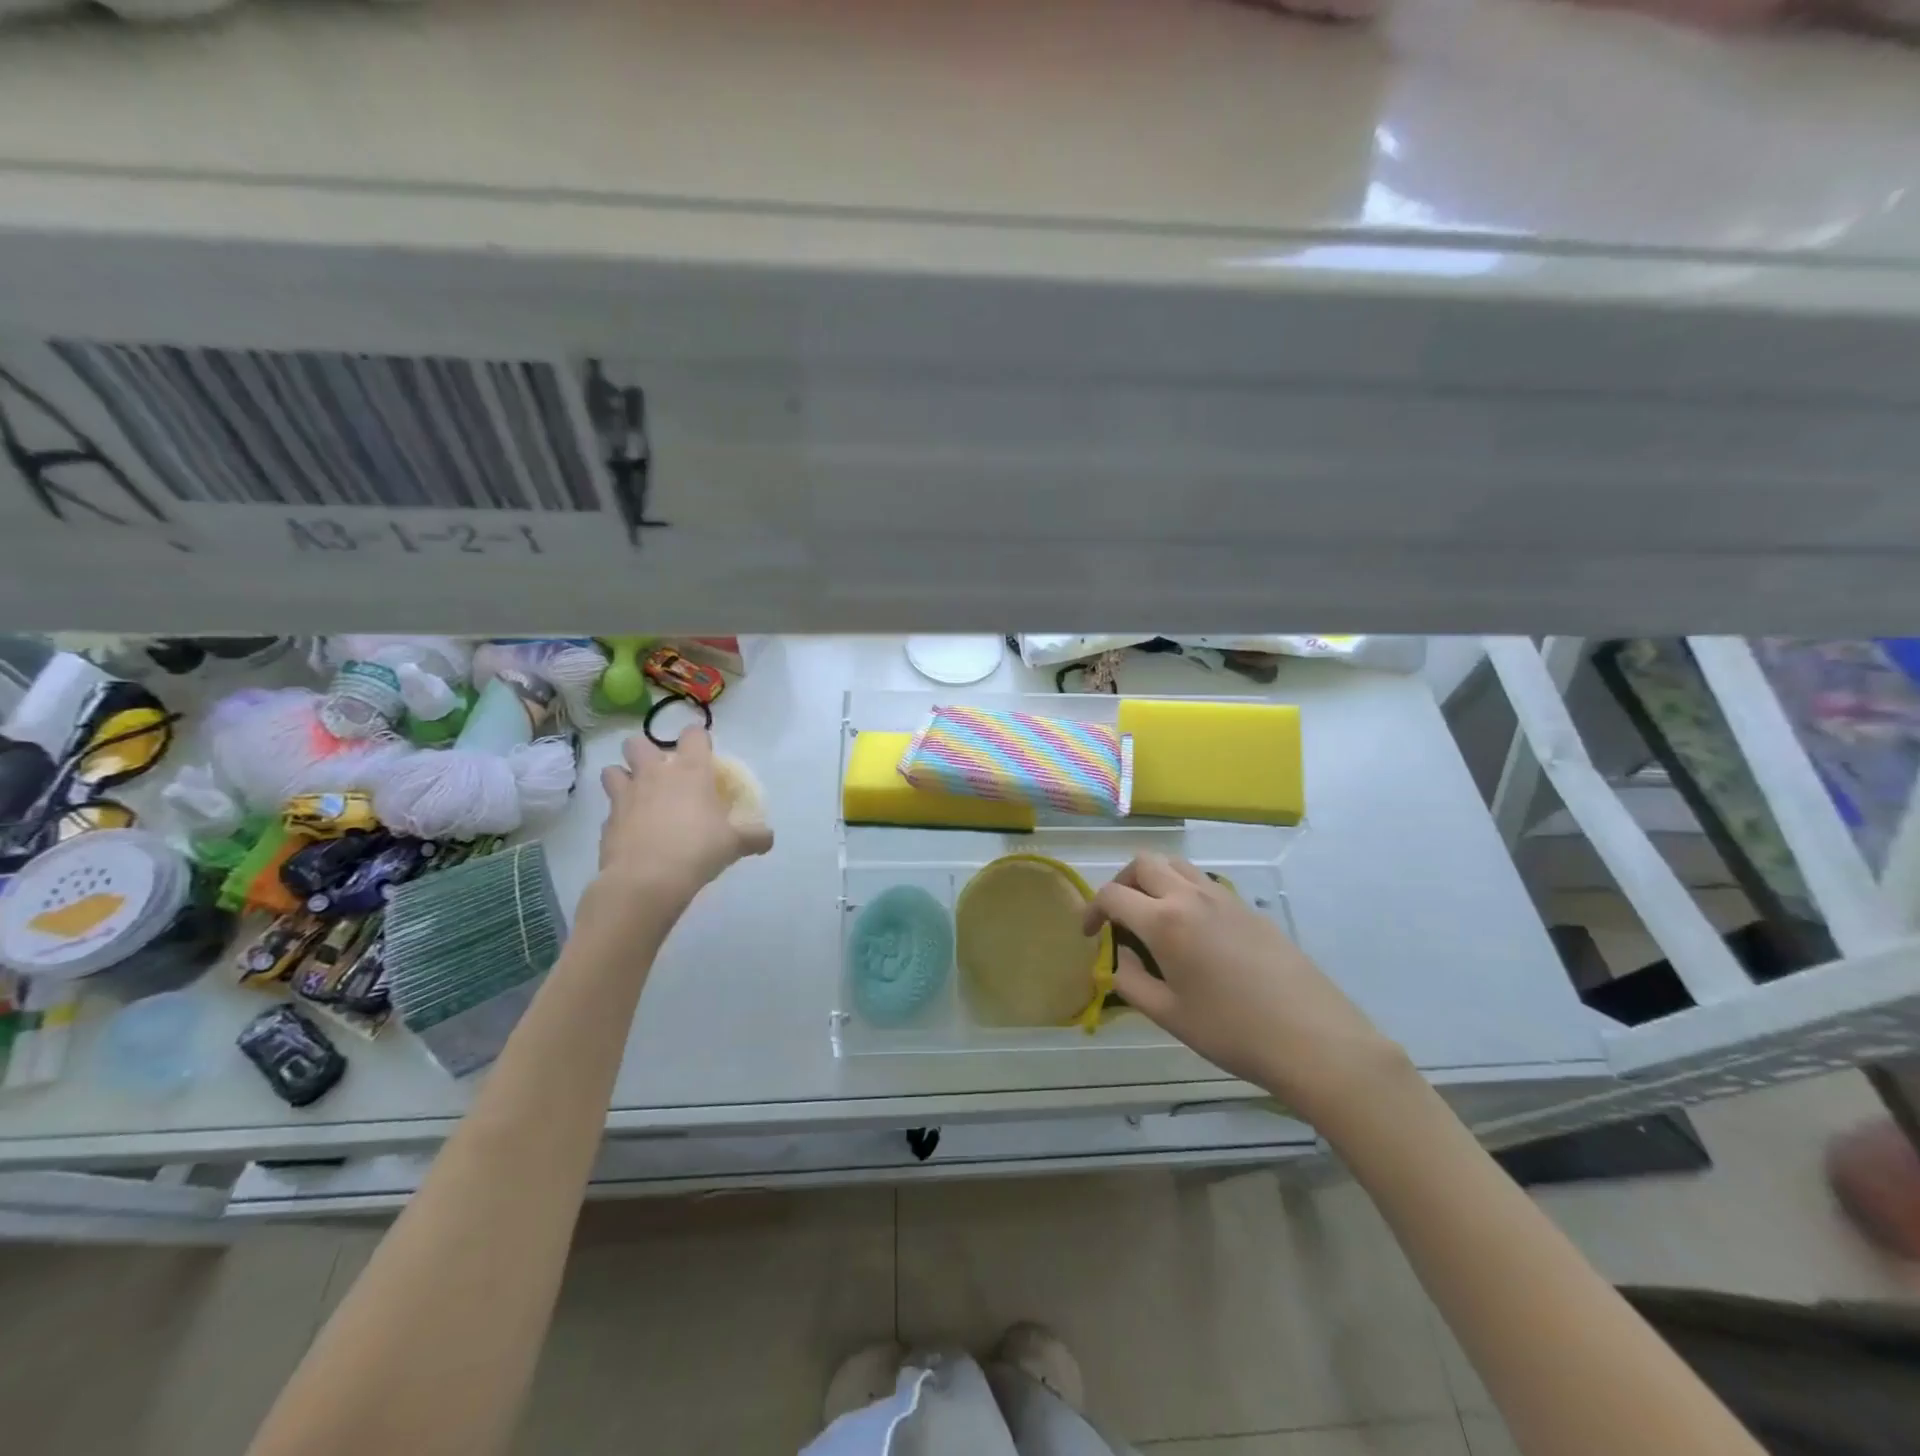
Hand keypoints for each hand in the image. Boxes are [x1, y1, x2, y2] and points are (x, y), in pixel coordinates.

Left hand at [595, 729, 773, 906]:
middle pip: (637, 743)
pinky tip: (631, 832)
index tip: (703, 752)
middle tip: (659, 772)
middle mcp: (654, 774)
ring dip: (622, 778)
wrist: (647, 880)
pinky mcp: (607, 821)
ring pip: (611, 770)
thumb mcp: (735, 844)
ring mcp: (626, 796)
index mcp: (690, 771)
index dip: (698, 738)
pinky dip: (618, 817)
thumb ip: (754, 837)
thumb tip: (768, 838)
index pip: (693, 735)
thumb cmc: (698, 850)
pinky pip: (609, 810)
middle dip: (645, 751)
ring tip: (636, 795)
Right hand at [1084, 853, 1402, 1123]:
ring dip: (1154, 880)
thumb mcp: (1168, 1015)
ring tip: (1153, 916)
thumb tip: (1119, 956)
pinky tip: (1193, 932)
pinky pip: (1204, 882)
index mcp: (1164, 921)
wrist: (1313, 1038)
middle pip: (1143, 863)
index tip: (1090, 934)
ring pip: (1176, 865)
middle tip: (1119, 917)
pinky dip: (1184, 891)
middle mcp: (1190, 896)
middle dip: (1122, 883)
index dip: (1092, 910)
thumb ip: (1130, 980)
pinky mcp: (1248, 908)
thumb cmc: (1232, 1031)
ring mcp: (1223, 897)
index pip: (1112, 894)